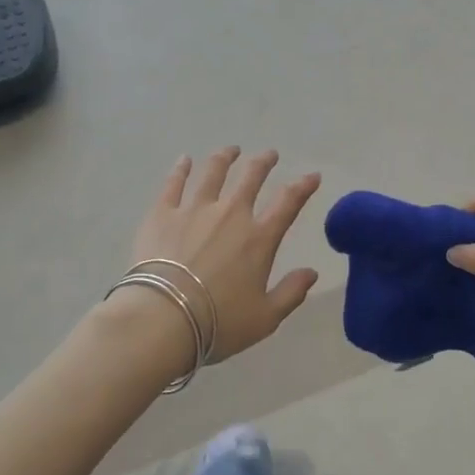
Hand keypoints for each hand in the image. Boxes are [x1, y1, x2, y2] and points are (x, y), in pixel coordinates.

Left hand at [128, 148, 322, 363]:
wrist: (162, 318)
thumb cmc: (218, 323)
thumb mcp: (265, 318)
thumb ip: (291, 293)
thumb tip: (311, 272)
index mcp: (259, 238)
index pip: (288, 203)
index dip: (303, 186)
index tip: (312, 175)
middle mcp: (230, 214)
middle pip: (251, 178)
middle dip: (263, 162)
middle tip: (269, 155)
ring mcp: (194, 209)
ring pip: (213, 173)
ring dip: (225, 158)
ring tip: (231, 150)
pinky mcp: (162, 213)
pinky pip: (174, 183)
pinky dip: (181, 169)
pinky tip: (185, 160)